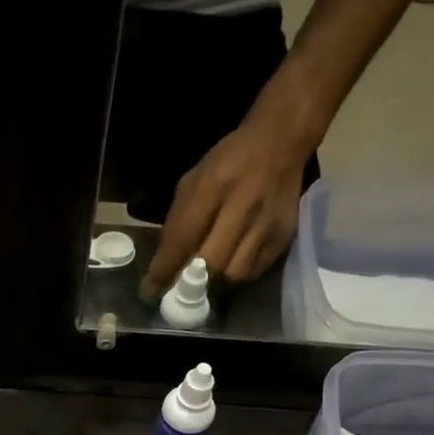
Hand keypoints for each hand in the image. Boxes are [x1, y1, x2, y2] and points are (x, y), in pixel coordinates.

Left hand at [140, 106, 310, 302]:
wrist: (279, 143)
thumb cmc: (227, 163)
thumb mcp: (194, 181)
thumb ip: (178, 222)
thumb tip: (163, 266)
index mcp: (214, 186)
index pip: (184, 238)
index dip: (165, 269)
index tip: (150, 291)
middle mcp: (244, 206)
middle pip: (212, 263)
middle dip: (190, 282)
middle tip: (179, 289)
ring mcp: (267, 224)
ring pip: (235, 274)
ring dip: (215, 283)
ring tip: (206, 279)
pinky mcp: (283, 237)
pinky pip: (254, 272)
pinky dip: (236, 276)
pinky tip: (229, 267)